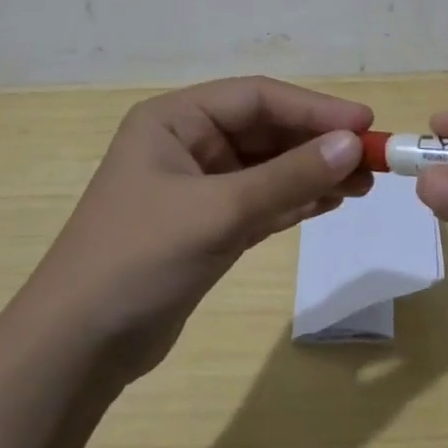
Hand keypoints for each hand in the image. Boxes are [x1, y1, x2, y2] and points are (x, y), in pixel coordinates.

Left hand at [29, 77, 372, 384]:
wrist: (76, 349)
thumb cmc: (139, 260)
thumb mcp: (219, 212)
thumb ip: (288, 177)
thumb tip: (353, 144)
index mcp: (174, 120)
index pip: (256, 98)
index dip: (313, 107)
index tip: (364, 123)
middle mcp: (186, 143)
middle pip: (264, 130)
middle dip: (317, 143)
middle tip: (371, 159)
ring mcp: (196, 186)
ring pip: (267, 167)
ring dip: (312, 172)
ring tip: (362, 183)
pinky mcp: (206, 225)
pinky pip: (261, 201)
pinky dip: (294, 200)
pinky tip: (331, 202)